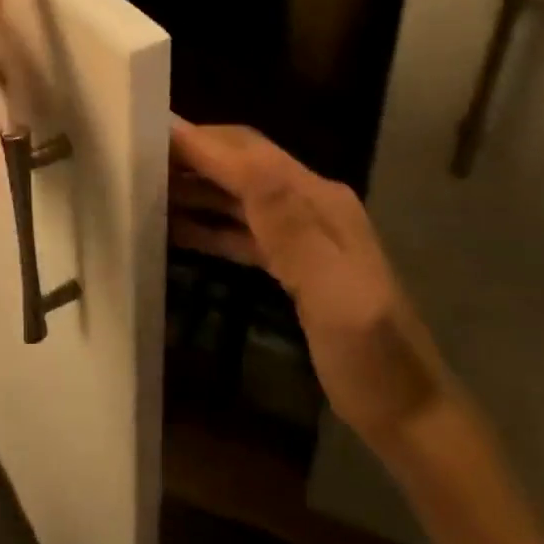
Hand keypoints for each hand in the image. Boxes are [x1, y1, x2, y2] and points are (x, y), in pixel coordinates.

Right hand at [169, 120, 445, 438]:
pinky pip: (241, 228)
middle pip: (243, 164)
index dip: (199, 142)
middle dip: (192, 155)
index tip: (146, 129)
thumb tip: (248, 162)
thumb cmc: (371, 358)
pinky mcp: (294, 260)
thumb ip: (290, 226)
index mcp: (320, 203)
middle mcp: (311, 205)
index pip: (249, 158)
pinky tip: (175, 228)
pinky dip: (208, 222)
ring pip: (238, 193)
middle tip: (135, 156)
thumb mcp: (334, 294)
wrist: (408, 414)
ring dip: (195, 186)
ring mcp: (303, 233)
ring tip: (144, 187)